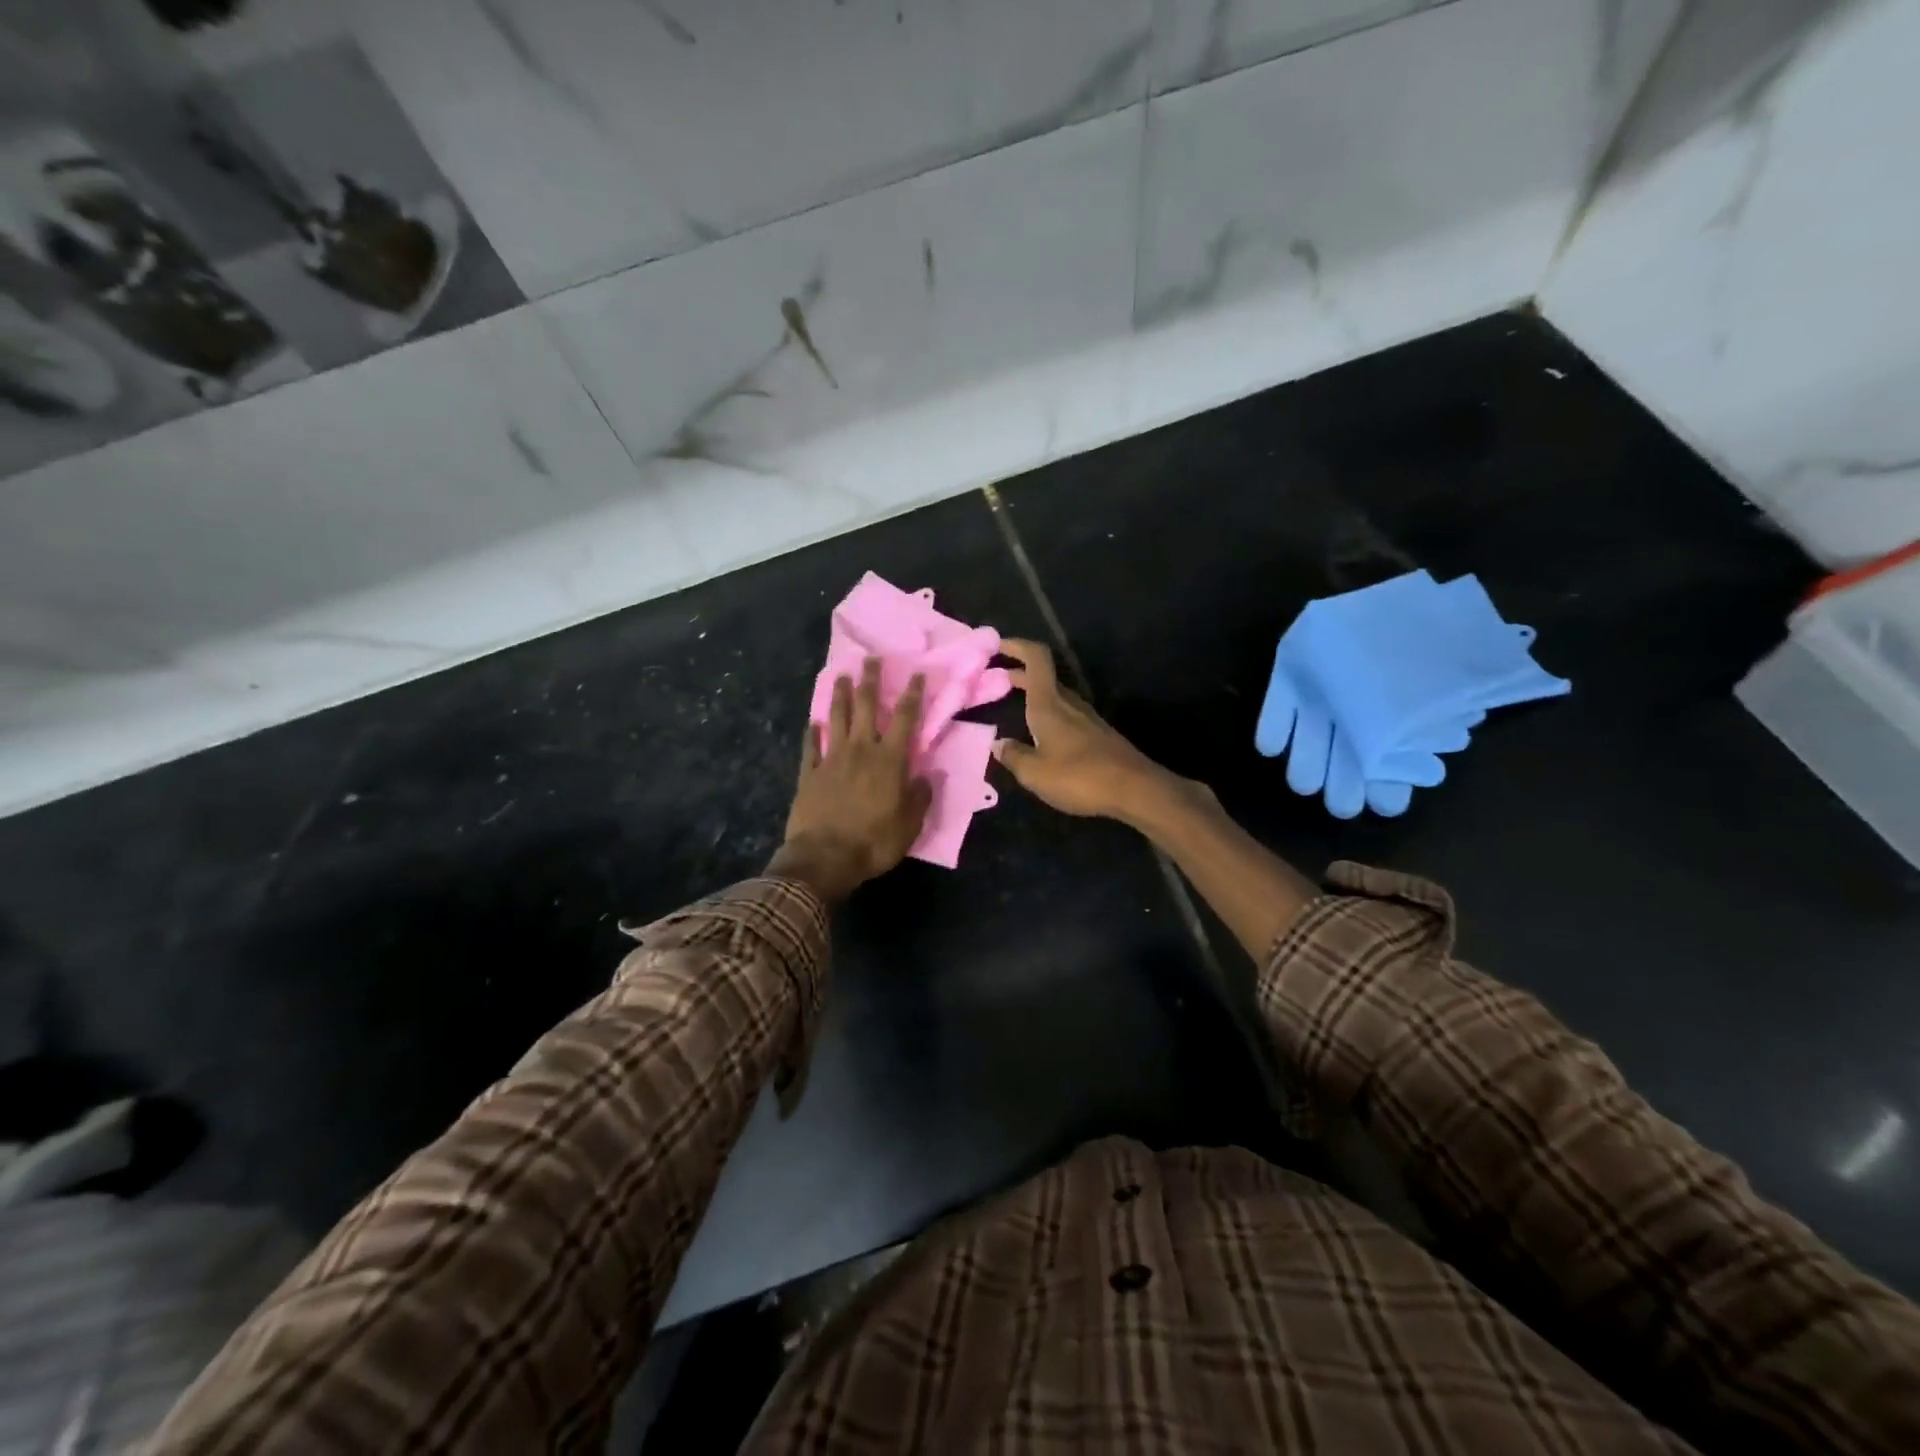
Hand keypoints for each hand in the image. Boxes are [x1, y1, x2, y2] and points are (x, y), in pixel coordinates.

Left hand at [769, 658, 932, 902]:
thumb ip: (920, 797)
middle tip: (870, 659)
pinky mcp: (809, 773)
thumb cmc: (874, 842)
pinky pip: (811, 747)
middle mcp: (861, 751)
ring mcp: (832, 759)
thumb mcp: (910, 824)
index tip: (915, 674)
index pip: (905, 719)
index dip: (912, 695)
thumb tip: (927, 776)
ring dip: (840, 695)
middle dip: (870, 681)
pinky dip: (813, 733)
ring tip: (841, 675)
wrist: (825, 857)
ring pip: (836, 718)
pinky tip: (814, 722)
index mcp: (890, 761)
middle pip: (866, 707)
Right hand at [992, 639, 1175, 822]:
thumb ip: (1013, 756)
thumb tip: (997, 743)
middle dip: (1017, 673)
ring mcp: (1086, 718)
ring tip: (1012, 703)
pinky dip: (1046, 712)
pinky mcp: (1097, 734)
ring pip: (1054, 695)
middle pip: (1043, 677)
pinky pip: (1065, 714)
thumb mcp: (1035, 773)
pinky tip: (1039, 732)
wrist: (1135, 790)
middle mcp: (1068, 703)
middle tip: (992, 679)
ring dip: (1032, 693)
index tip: (996, 646)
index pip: (1036, 659)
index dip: (1017, 645)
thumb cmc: (1080, 777)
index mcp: (1049, 704)